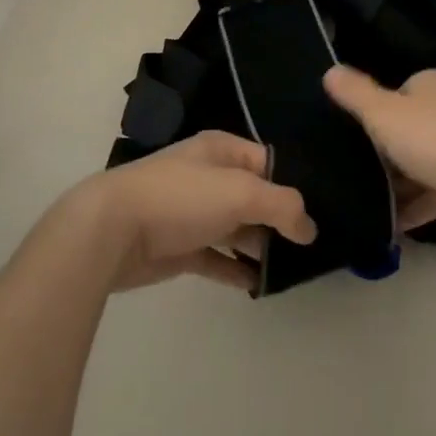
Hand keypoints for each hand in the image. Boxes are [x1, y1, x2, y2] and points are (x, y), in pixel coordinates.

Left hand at [79, 131, 316, 291]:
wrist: (112, 231)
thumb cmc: (181, 197)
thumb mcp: (241, 191)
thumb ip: (283, 206)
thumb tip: (310, 229)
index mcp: (221, 150)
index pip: (268, 163)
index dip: (293, 185)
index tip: (323, 211)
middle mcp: (209, 177)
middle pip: (255, 197)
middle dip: (280, 220)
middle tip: (314, 247)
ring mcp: (193, 214)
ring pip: (238, 229)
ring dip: (261, 247)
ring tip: (294, 269)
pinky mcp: (180, 248)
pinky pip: (218, 258)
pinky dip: (237, 270)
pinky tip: (260, 285)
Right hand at [325, 66, 435, 232]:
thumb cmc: (433, 139)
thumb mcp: (383, 113)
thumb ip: (355, 93)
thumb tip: (330, 70)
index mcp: (432, 84)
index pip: (398, 90)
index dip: (376, 110)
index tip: (354, 134)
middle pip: (410, 127)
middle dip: (387, 150)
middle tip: (357, 170)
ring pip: (425, 162)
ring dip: (401, 183)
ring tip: (370, 202)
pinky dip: (418, 206)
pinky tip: (394, 225)